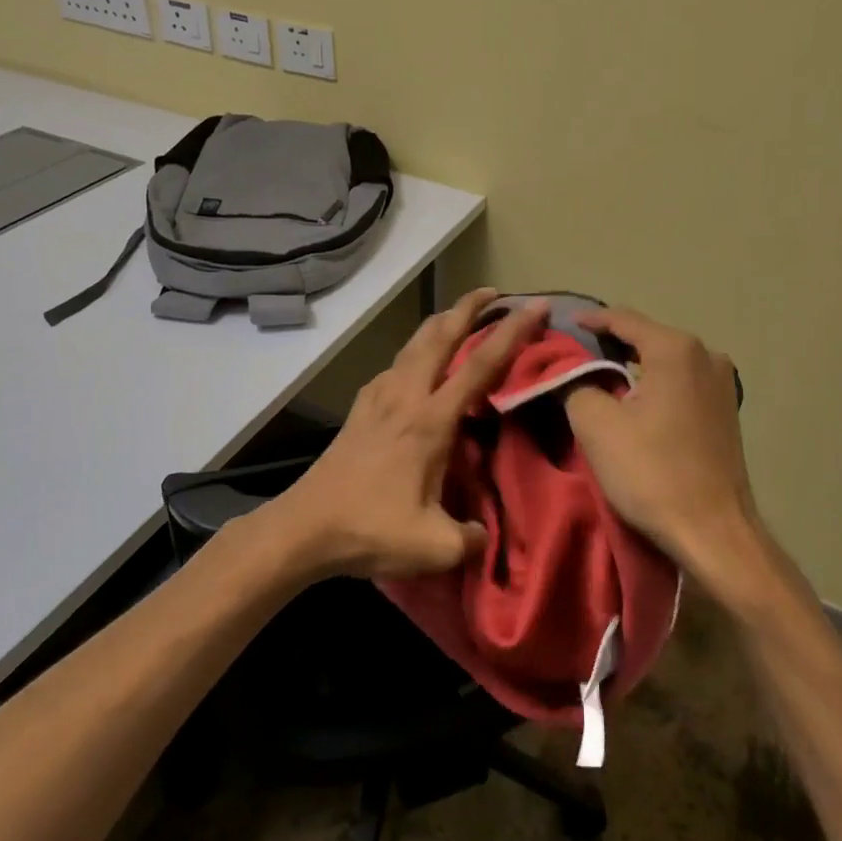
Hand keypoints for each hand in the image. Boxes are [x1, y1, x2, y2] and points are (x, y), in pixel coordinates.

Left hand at [272, 288, 549, 578]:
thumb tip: (484, 536)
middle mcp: (405, 397)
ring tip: (456, 317)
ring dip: (438, 324)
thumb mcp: (434, 547)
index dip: (512, 333)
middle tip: (491, 292)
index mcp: (430, 421)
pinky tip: (414, 366)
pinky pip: (394, 366)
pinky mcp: (360, 409)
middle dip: (467, 308)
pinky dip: (414, 352)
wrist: (304, 528)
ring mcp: (378, 399)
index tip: (537, 305)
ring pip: (413, 345)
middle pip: (439, 336)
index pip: (480, 366)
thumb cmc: (370, 530)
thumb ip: (471, 540)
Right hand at [564, 307, 773, 605]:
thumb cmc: (652, 472)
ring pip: (665, 362)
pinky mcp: (726, 411)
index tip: (563, 326)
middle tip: (574, 356)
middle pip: (646, 338)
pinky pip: (680, 383)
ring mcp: (722, 383)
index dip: (589, 321)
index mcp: (676, 349)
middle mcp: (706, 355)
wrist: (714, 531)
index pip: (623, 320)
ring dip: (632, 368)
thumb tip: (569, 371)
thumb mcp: (596, 425)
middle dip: (610, 345)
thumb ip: (575, 383)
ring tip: (599, 378)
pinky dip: (654, 385)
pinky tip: (635, 402)